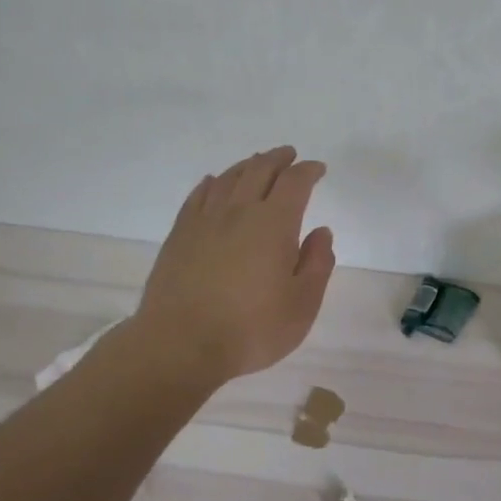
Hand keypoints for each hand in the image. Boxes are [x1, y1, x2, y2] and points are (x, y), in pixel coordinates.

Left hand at [132, 146, 336, 384]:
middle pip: (259, 170)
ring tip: (257, 163)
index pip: (294, 183)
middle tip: (289, 155)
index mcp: (273, 224)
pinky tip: (213, 182)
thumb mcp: (302, 305)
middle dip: (278, 159)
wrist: (179, 344)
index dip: (308, 171)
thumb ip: (317, 264)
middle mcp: (238, 211)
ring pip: (228, 178)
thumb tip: (320, 232)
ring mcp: (204, 221)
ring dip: (247, 165)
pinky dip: (211, 183)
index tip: (318, 169)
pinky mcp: (179, 235)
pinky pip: (197, 196)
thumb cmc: (250, 329)